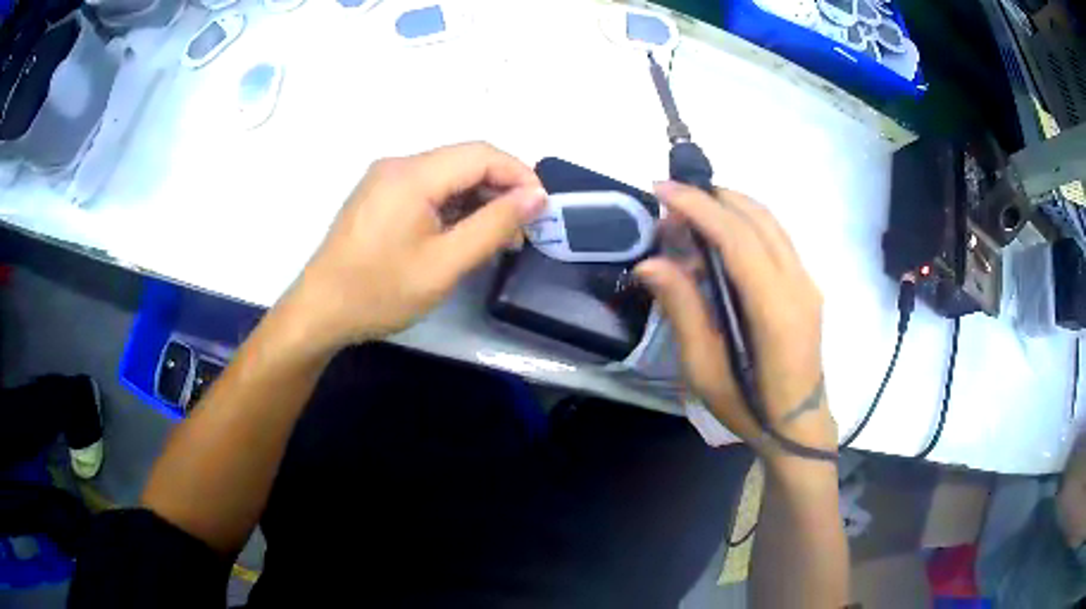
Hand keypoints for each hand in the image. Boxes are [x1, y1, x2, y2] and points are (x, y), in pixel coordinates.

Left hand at [285, 142, 545, 350]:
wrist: (319, 311)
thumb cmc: (379, 292)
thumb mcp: (444, 264)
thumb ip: (494, 226)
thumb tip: (535, 197)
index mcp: (412, 174)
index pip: (481, 154)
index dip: (520, 174)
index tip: (543, 209)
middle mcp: (398, 165)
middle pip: (464, 160)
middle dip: (501, 188)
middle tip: (523, 229)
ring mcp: (385, 179)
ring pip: (447, 175)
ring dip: (479, 198)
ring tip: (499, 236)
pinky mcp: (379, 195)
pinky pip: (428, 188)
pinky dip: (454, 205)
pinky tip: (465, 233)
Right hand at [635, 182, 836, 459]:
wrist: (798, 424)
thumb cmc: (750, 408)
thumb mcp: (705, 371)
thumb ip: (683, 311)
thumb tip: (650, 264)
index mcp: (775, 310)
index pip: (738, 239)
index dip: (699, 207)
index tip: (661, 189)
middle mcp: (799, 284)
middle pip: (757, 218)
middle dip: (711, 198)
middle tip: (669, 203)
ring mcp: (808, 282)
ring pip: (770, 221)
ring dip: (729, 205)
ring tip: (689, 213)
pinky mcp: (807, 284)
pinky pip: (776, 237)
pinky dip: (745, 222)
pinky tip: (719, 235)